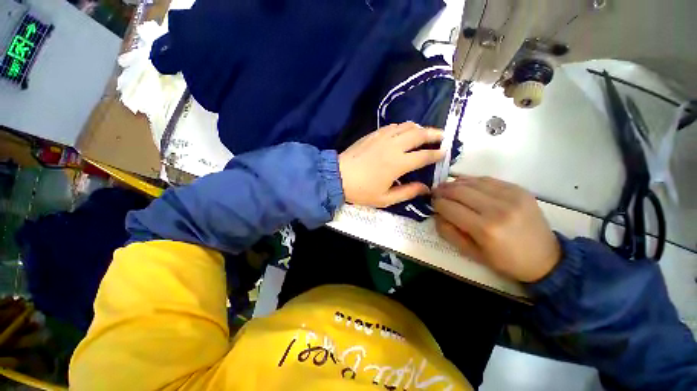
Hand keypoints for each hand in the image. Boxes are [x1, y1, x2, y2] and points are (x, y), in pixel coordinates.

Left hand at [339, 122, 444, 207]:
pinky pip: (392, 126)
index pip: (423, 155)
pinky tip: (403, 132)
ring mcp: (382, 138)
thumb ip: (407, 192)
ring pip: (406, 126)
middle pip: (419, 134)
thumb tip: (425, 188)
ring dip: (419, 128)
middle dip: (434, 134)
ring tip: (425, 133)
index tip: (444, 153)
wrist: (338, 177)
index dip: (436, 154)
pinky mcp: (373, 134)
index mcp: (398, 163)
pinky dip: (402, 127)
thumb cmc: (362, 191)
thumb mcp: (385, 199)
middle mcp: (393, 146)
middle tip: (442, 136)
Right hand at [432, 176, 560, 282]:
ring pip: (472, 182)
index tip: (432, 203)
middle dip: (442, 190)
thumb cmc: (505, 260)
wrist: (546, 258)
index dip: (436, 204)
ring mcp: (511, 196)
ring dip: (454, 183)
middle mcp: (497, 209)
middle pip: (459, 191)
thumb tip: (436, 214)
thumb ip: (448, 232)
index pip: (449, 207)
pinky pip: (487, 179)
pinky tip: (465, 185)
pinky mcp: (519, 189)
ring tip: (446, 187)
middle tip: (435, 192)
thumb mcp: (471, 253)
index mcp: (485, 229)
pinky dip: (471, 181)